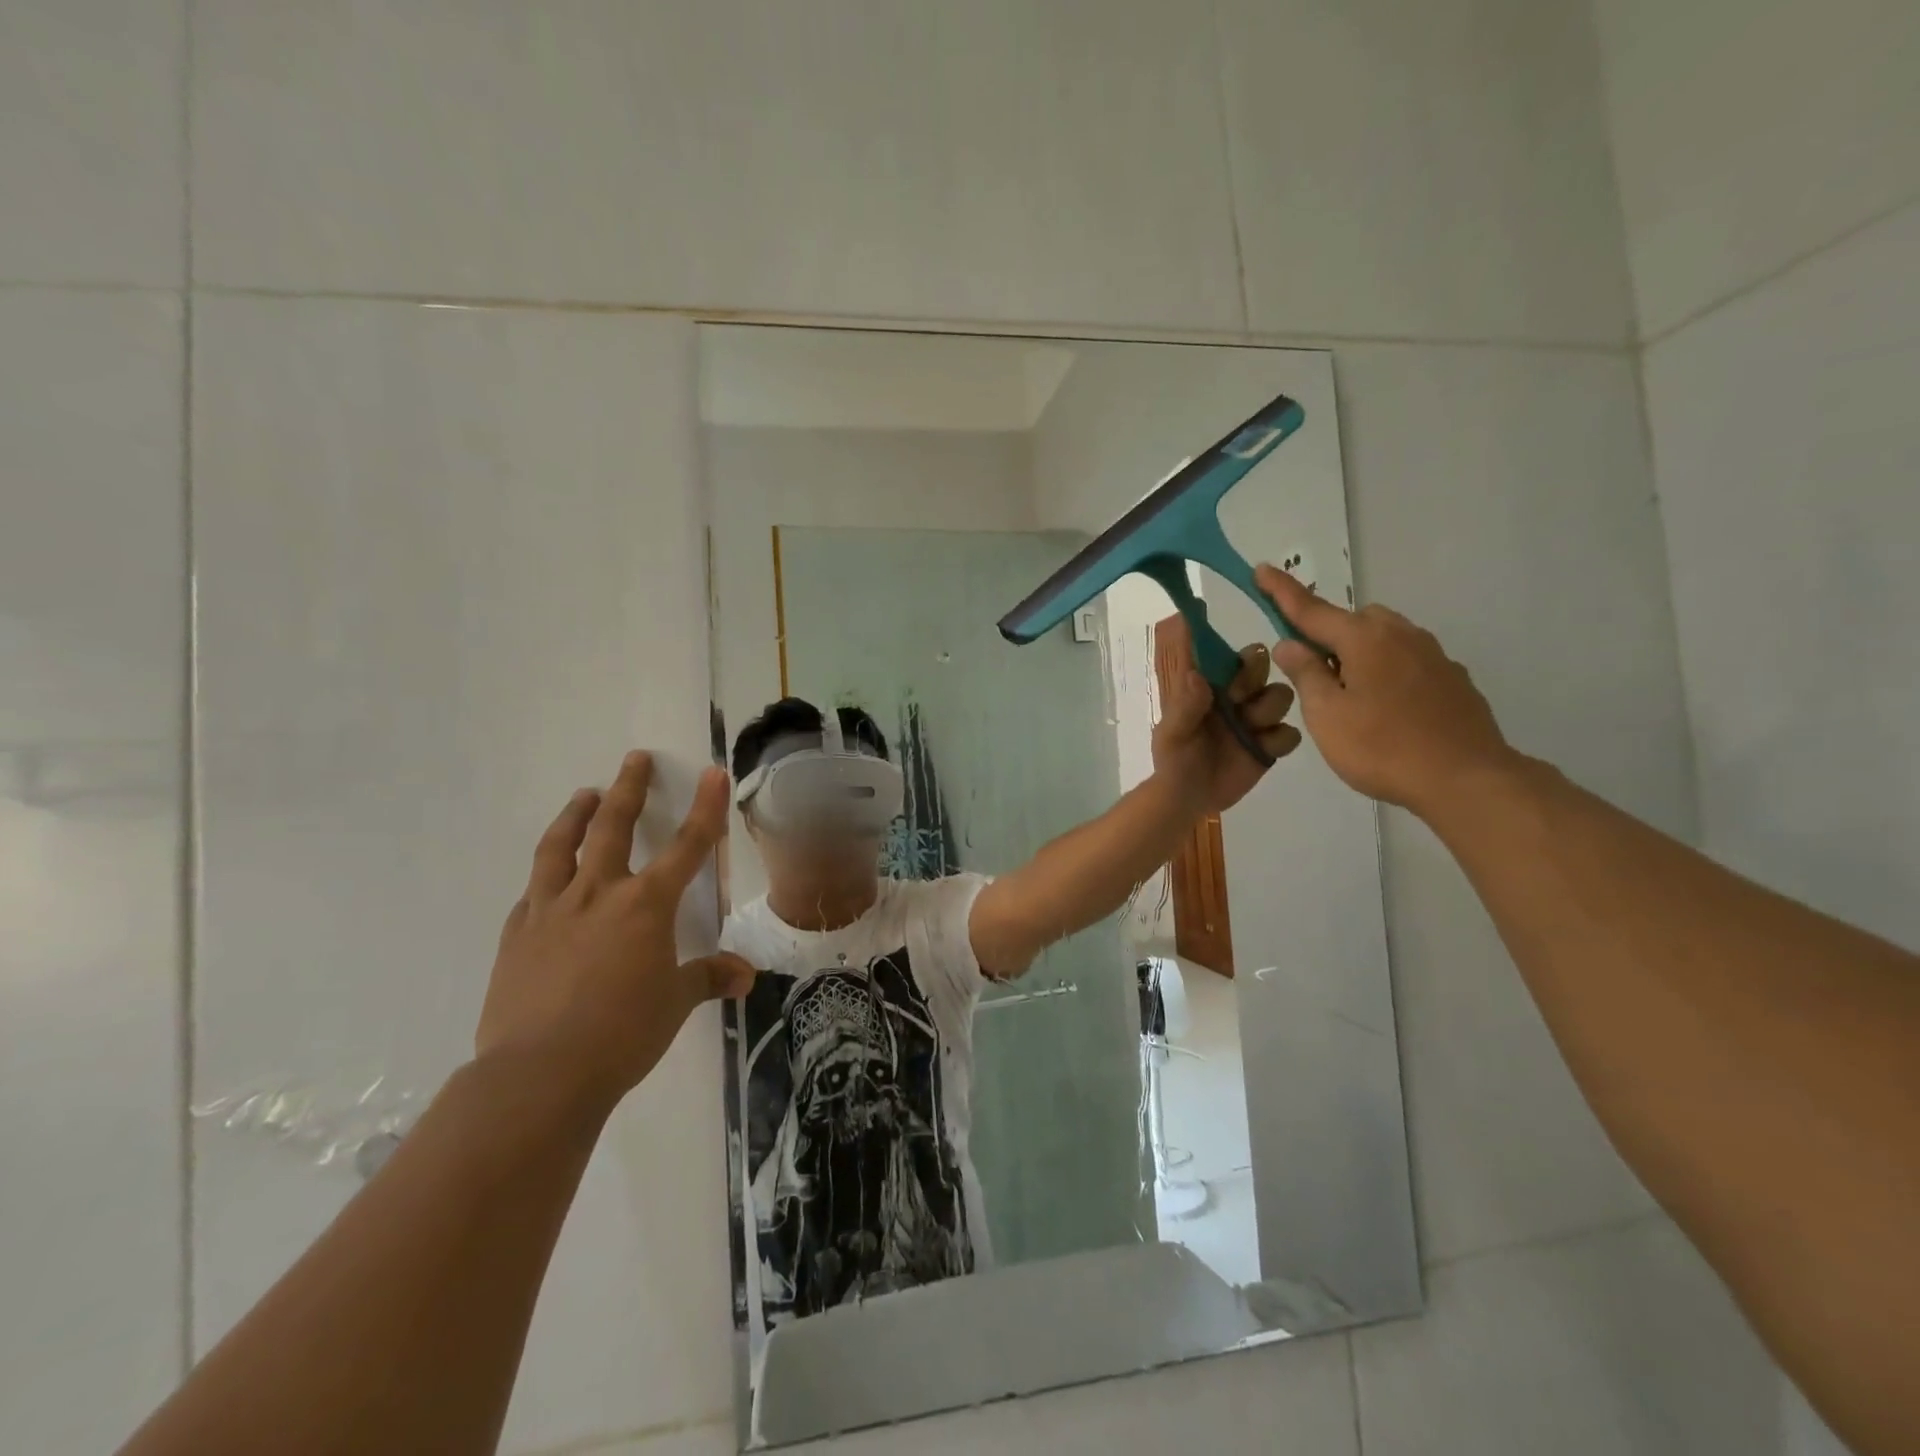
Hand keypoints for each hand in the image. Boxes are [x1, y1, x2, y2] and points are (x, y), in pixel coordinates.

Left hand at [476, 751, 756, 1109]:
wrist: (539, 1075)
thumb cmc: (622, 1034)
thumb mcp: (675, 1004)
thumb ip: (708, 978)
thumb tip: (744, 975)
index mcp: (645, 905)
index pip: (686, 846)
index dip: (704, 808)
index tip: (711, 773)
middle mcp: (598, 894)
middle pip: (613, 827)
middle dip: (629, 789)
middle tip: (634, 759)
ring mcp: (550, 911)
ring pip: (560, 848)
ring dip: (575, 816)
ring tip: (583, 795)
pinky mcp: (516, 937)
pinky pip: (532, 893)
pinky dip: (546, 877)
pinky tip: (547, 880)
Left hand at [1149, 611, 1301, 813]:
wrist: (1189, 797)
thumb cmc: (1174, 759)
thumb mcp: (1172, 733)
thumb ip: (1184, 705)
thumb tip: (1196, 674)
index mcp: (1209, 687)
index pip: (1228, 656)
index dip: (1234, 656)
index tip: (1230, 671)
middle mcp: (1236, 698)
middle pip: (1261, 666)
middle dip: (1254, 677)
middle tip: (1238, 699)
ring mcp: (1256, 721)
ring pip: (1281, 695)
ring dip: (1269, 707)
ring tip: (1250, 728)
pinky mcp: (1270, 746)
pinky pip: (1291, 733)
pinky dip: (1281, 739)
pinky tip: (1262, 749)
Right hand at [1255, 566, 1518, 818]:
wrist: (1467, 779)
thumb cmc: (1383, 747)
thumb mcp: (1327, 715)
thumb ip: (1305, 674)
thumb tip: (1290, 643)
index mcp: (1364, 640)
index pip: (1311, 610)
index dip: (1281, 592)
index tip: (1261, 569)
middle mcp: (1401, 636)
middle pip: (1354, 621)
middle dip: (1329, 634)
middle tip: (1314, 674)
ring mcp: (1433, 656)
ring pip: (1385, 639)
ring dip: (1360, 654)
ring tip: (1351, 697)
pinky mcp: (1453, 679)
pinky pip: (1408, 662)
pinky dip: (1388, 673)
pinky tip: (1387, 710)